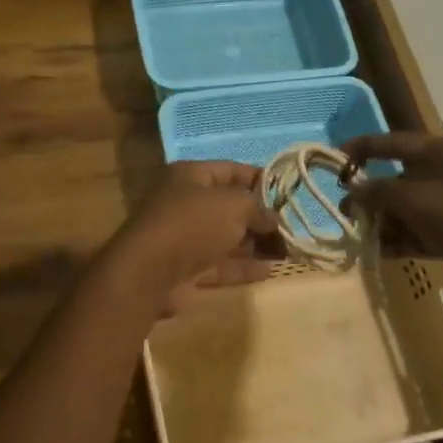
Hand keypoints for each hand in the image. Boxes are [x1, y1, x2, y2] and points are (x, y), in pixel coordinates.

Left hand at [103, 162, 281, 313]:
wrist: (149, 272)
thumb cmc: (193, 223)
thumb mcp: (234, 205)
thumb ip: (258, 209)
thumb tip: (273, 220)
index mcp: (190, 177)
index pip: (231, 170)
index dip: (260, 179)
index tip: (288, 193)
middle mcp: (185, 204)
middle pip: (229, 207)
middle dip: (260, 218)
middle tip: (292, 229)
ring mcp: (184, 239)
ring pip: (225, 238)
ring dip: (255, 245)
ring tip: (288, 252)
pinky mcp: (185, 270)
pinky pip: (220, 266)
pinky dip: (243, 268)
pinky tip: (270, 271)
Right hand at [343, 132, 442, 298]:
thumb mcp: (416, 199)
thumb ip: (380, 192)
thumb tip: (354, 190)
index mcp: (442, 153)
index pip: (394, 143)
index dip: (363, 148)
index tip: (334, 158)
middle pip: (400, 179)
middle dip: (372, 196)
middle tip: (346, 211)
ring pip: (410, 209)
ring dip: (386, 221)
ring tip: (363, 237)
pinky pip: (423, 231)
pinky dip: (403, 239)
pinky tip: (383, 251)